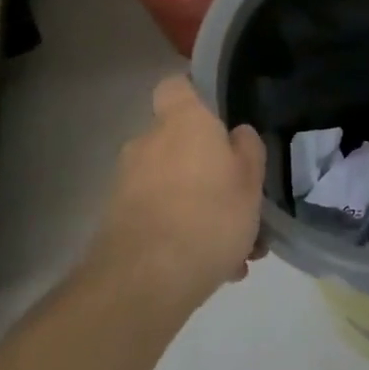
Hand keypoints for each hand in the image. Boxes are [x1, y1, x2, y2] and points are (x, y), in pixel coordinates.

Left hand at [93, 76, 266, 308]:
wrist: (144, 283)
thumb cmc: (210, 216)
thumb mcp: (251, 181)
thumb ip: (247, 150)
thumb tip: (236, 135)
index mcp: (183, 123)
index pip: (176, 86)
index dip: (195, 96)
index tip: (218, 117)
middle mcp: (148, 144)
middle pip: (179, 143)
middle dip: (207, 169)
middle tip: (239, 201)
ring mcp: (127, 183)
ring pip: (173, 186)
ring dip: (200, 209)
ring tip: (236, 250)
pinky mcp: (117, 222)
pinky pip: (160, 217)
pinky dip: (183, 235)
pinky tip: (216, 271)